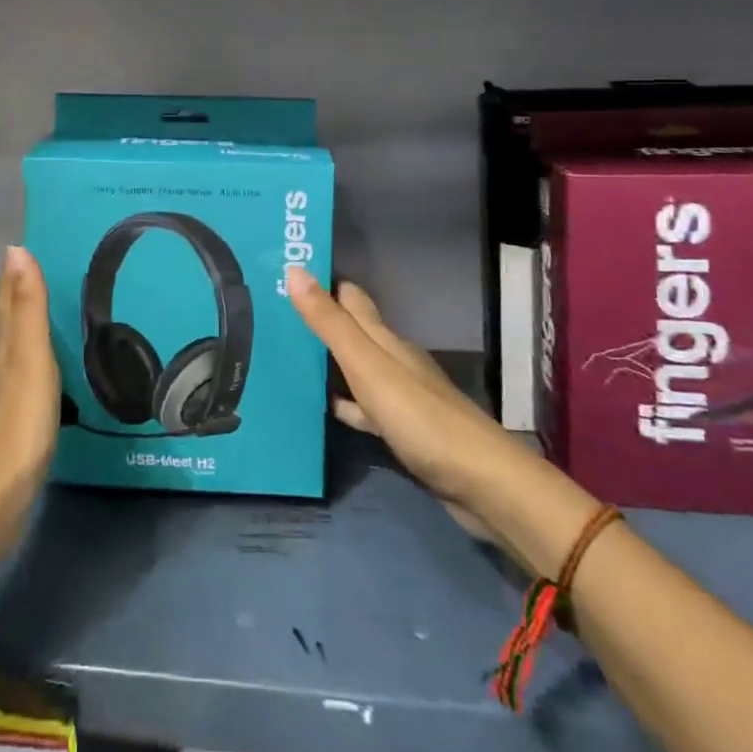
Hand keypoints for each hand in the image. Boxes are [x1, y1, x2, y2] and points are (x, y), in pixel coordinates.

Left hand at [0, 246, 60, 560]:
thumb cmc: (17, 423)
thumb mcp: (29, 358)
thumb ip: (26, 307)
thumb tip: (15, 248)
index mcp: (0, 348)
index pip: (5, 299)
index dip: (15, 274)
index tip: (29, 246)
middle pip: (6, 322)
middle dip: (20, 296)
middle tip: (49, 273)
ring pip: (12, 351)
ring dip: (27, 330)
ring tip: (53, 316)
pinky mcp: (8, 427)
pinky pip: (22, 379)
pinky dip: (34, 363)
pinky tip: (47, 374)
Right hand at [286, 267, 514, 543]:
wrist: (480, 482)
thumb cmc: (419, 416)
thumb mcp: (367, 365)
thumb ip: (330, 323)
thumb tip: (294, 269)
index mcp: (384, 338)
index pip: (350, 297)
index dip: (321, 282)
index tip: (283, 272)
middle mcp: (392, 359)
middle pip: (351, 330)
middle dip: (318, 320)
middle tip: (272, 316)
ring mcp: (398, 395)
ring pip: (354, 368)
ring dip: (326, 362)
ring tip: (284, 358)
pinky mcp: (401, 429)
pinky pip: (362, 406)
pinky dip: (342, 402)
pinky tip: (321, 409)